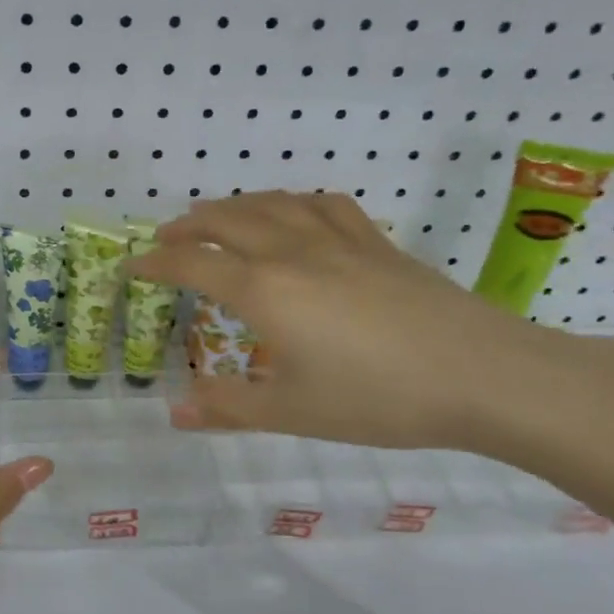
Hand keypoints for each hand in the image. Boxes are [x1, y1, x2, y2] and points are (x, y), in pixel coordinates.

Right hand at [130, 191, 590, 451]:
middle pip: (226, 220)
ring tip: (216, 216)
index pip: (193, 264)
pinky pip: (323, 205)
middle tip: (165, 236)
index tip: (131, 266)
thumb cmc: (377, 398)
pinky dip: (294, 202)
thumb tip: (174, 411)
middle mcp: (292, 252)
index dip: (155, 262)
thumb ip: (227, 408)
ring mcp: (338, 241)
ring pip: (272, 204)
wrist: (482, 374)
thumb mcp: (291, 411)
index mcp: (264, 290)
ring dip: (233, 205)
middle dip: (187, 225)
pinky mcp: (376, 242)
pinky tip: (294, 212)